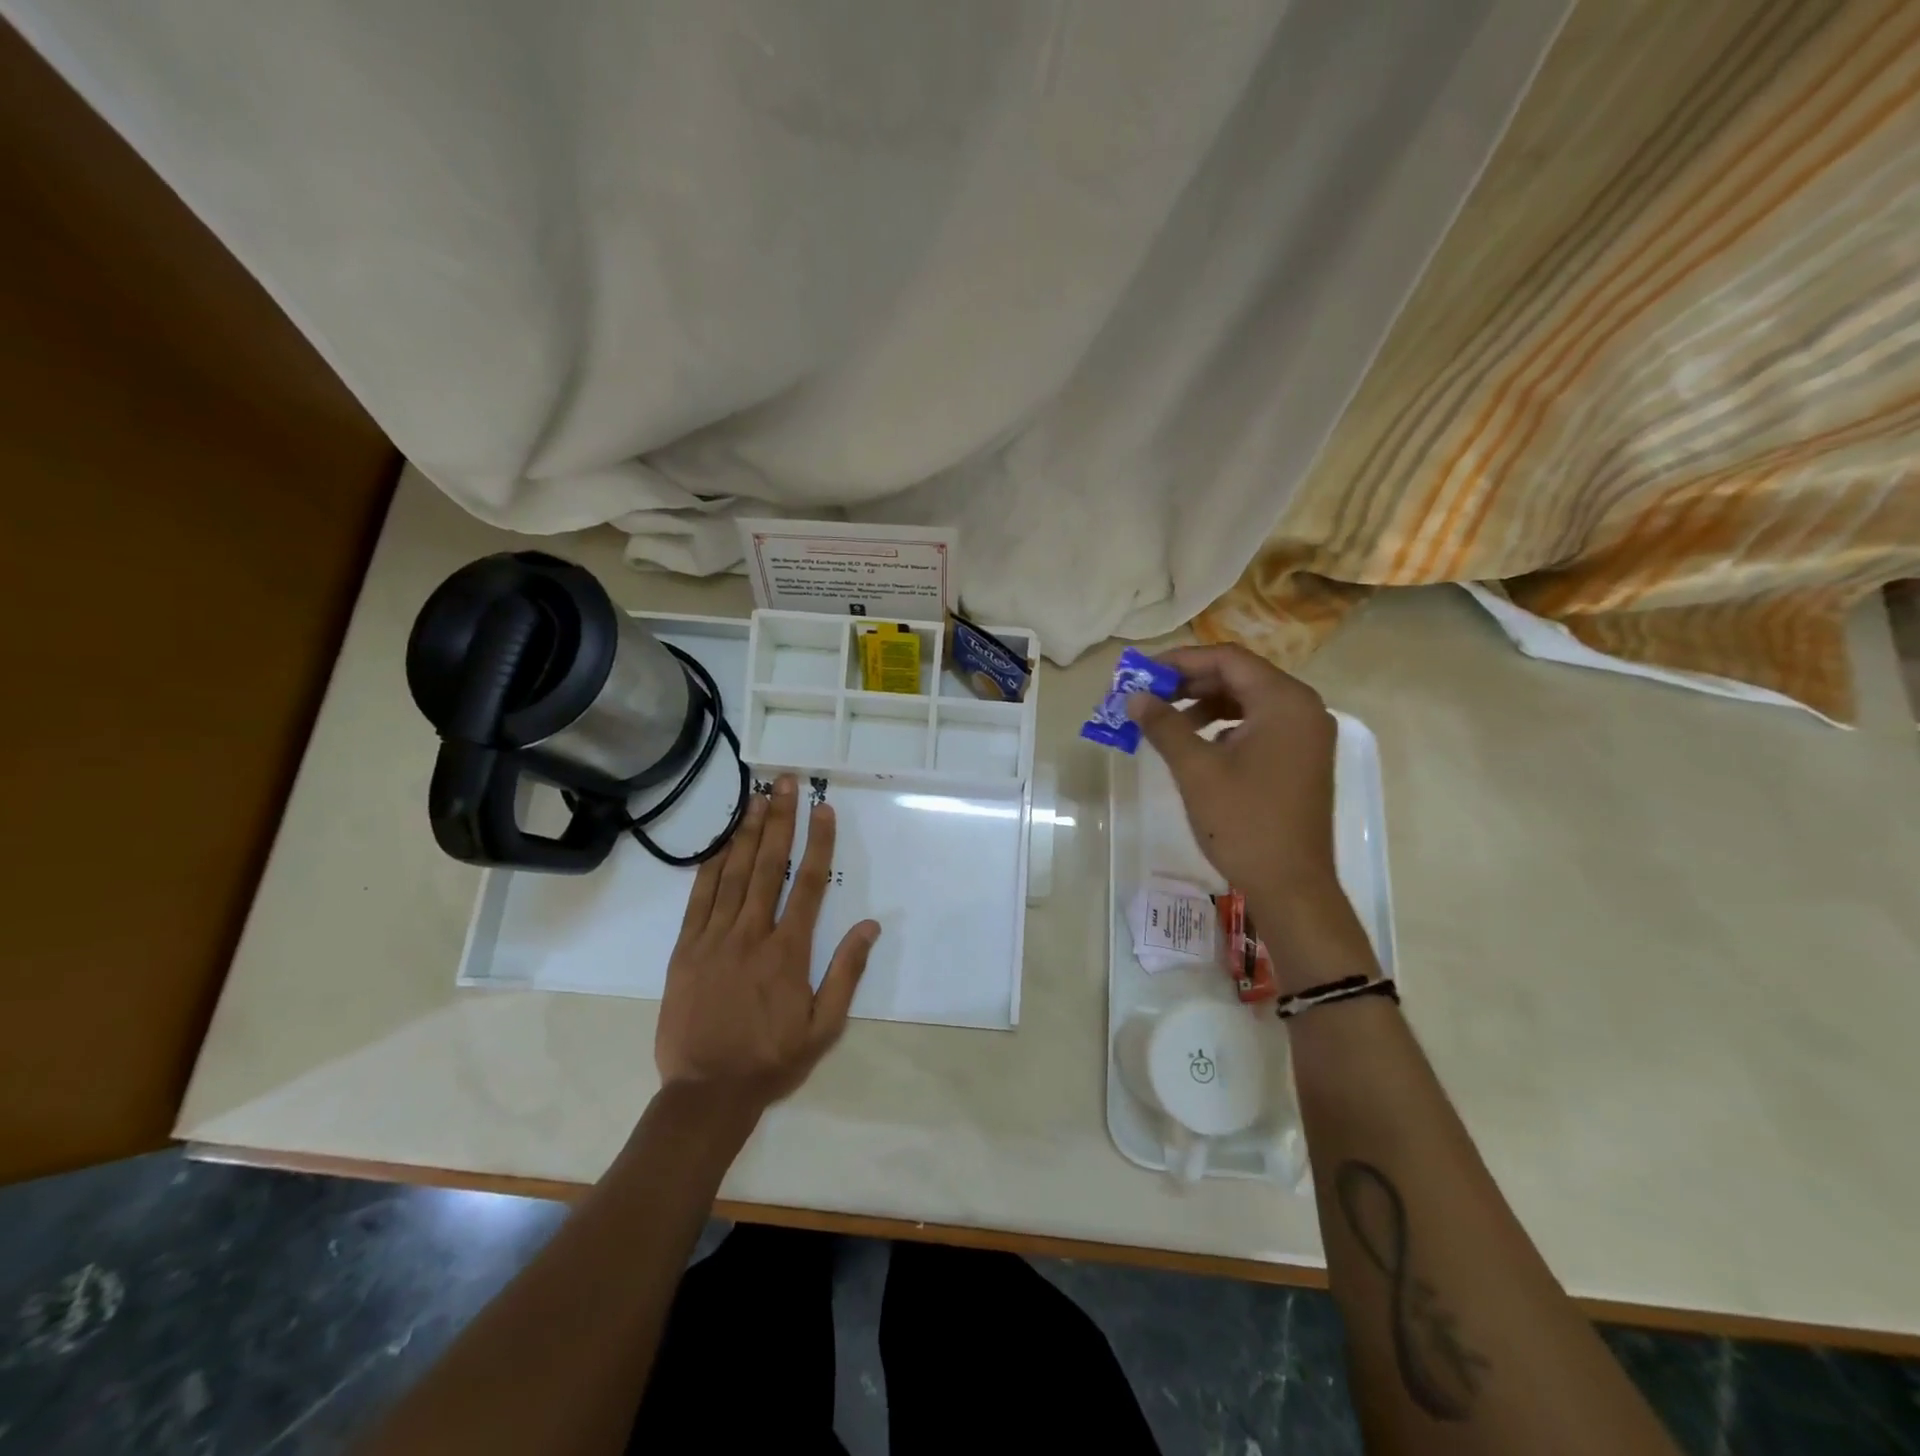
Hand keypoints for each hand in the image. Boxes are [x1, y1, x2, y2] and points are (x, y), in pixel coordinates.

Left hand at [655, 774, 879, 1114]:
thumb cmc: (771, 1059)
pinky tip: (719, 843)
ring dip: (746, 832)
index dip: (819, 843)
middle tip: (785, 782)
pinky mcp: (685, 950)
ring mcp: (714, 939)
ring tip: (756, 797)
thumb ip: (847, 973)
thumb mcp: (824, 1027)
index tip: (823, 809)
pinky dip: (710, 867)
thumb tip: (871, 927)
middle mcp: (752, 934)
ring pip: (733, 874)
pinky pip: (699, 899)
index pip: (810, 884)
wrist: (706, 1092)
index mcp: (788, 952)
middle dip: (779, 820)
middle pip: (769, 866)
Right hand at [1126, 645, 1371, 979]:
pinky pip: (1259, 725)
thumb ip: (1164, 725)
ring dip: (1204, 705)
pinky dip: (1225, 726)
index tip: (1141, 673)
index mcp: (1284, 701)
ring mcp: (1306, 734)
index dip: (1180, 660)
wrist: (1291, 885)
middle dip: (1189, 682)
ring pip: (1248, 701)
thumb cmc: (1243, 822)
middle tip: (1148, 696)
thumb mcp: (1196, 769)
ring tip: (1166, 723)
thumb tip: (1134, 697)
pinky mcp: (1301, 758)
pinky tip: (1198, 745)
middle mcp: (1303, 708)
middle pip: (1239, 676)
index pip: (1227, 659)